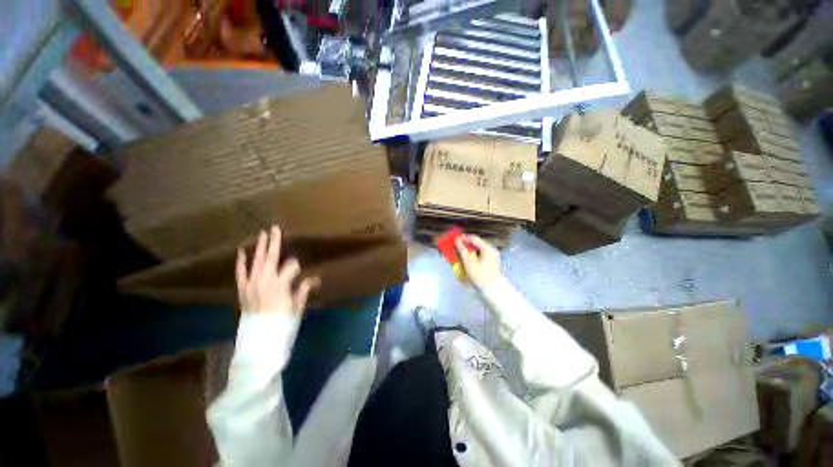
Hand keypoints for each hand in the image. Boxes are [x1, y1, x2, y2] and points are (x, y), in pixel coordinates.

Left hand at [236, 226, 318, 314]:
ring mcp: (251, 283)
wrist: (259, 339)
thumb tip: (313, 279)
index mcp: (281, 284)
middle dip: (274, 242)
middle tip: (275, 228)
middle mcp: (265, 280)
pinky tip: (242, 251)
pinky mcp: (242, 289)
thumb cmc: (283, 322)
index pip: (292, 266)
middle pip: (271, 257)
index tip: (302, 274)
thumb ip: (303, 290)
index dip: (297, 266)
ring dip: (259, 247)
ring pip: (256, 261)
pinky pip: (240, 272)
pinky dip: (241, 261)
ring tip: (262, 234)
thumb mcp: (297, 306)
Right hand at [455, 234, 501, 288]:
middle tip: (455, 247)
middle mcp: (491, 250)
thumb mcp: (469, 264)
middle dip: (465, 245)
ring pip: (478, 250)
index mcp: (487, 249)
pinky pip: (480, 255)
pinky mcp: (491, 262)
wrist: (493, 291)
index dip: (463, 238)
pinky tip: (466, 260)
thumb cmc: (480, 276)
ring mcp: (492, 256)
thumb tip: (457, 241)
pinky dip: (473, 256)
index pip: (473, 238)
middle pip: (476, 244)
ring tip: (459, 253)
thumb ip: (462, 251)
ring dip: (468, 251)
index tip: (454, 239)